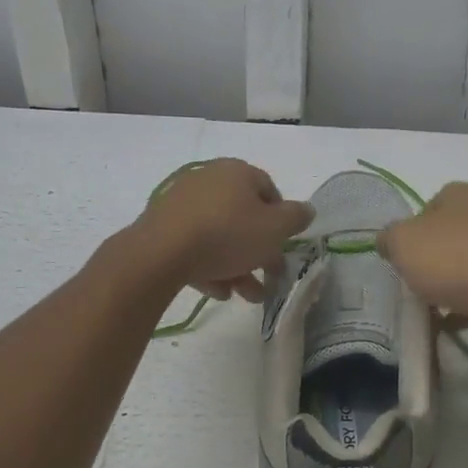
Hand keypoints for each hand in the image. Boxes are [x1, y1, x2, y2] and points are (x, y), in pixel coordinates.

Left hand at [135, 158, 314, 303]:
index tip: (283, 247)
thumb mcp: (275, 229)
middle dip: (259, 251)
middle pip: (243, 217)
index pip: (269, 190)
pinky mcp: (162, 226)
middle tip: (268, 278)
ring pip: (219, 235)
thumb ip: (295, 218)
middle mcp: (209, 179)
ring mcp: (182, 202)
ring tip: (244, 295)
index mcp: (238, 172)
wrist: (161, 253)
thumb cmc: (227, 234)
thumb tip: (306, 210)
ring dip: (236, 265)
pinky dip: (209, 265)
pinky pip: (194, 244)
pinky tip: (217, 291)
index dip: (281, 221)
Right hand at [376, 183, 467, 358]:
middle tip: (418, 283)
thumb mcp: (402, 242)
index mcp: (462, 194)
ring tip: (436, 311)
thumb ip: (389, 238)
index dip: (414, 230)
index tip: (405, 256)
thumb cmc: (453, 259)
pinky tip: (458, 325)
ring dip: (454, 287)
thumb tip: (388, 241)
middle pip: (451, 237)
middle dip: (434, 261)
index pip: (431, 205)